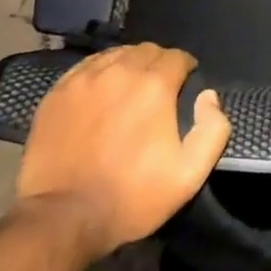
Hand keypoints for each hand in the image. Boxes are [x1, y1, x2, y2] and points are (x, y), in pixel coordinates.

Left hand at [15, 43, 229, 259]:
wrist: (62, 219)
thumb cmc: (131, 197)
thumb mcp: (188, 175)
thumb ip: (213, 130)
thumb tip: (209, 96)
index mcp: (154, 86)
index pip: (177, 57)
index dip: (186, 69)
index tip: (185, 86)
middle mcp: (120, 71)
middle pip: (147, 51)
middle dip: (159, 64)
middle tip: (159, 90)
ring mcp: (83, 80)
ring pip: (116, 55)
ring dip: (129, 65)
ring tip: (129, 89)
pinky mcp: (57, 93)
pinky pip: (86, 67)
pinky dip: (100, 72)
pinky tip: (101, 92)